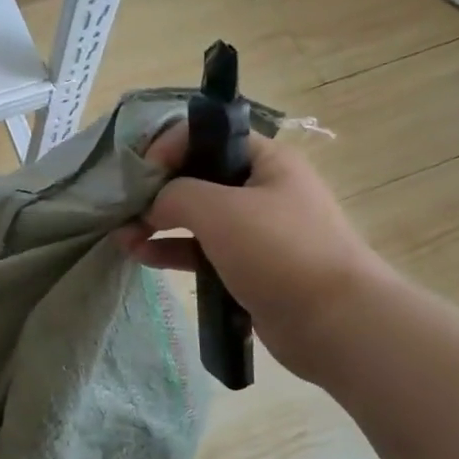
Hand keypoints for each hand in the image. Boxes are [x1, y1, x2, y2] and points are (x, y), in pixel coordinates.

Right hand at [117, 123, 393, 381]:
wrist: (335, 322)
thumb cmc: (279, 251)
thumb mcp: (221, 211)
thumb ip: (176, 195)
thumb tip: (152, 204)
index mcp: (265, 160)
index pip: (206, 136)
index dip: (168, 148)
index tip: (140, 174)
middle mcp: (260, 188)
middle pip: (198, 177)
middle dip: (157, 190)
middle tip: (124, 209)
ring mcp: (255, 230)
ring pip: (196, 217)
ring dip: (158, 223)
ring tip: (123, 237)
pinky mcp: (247, 267)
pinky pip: (202, 250)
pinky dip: (172, 250)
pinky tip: (141, 256)